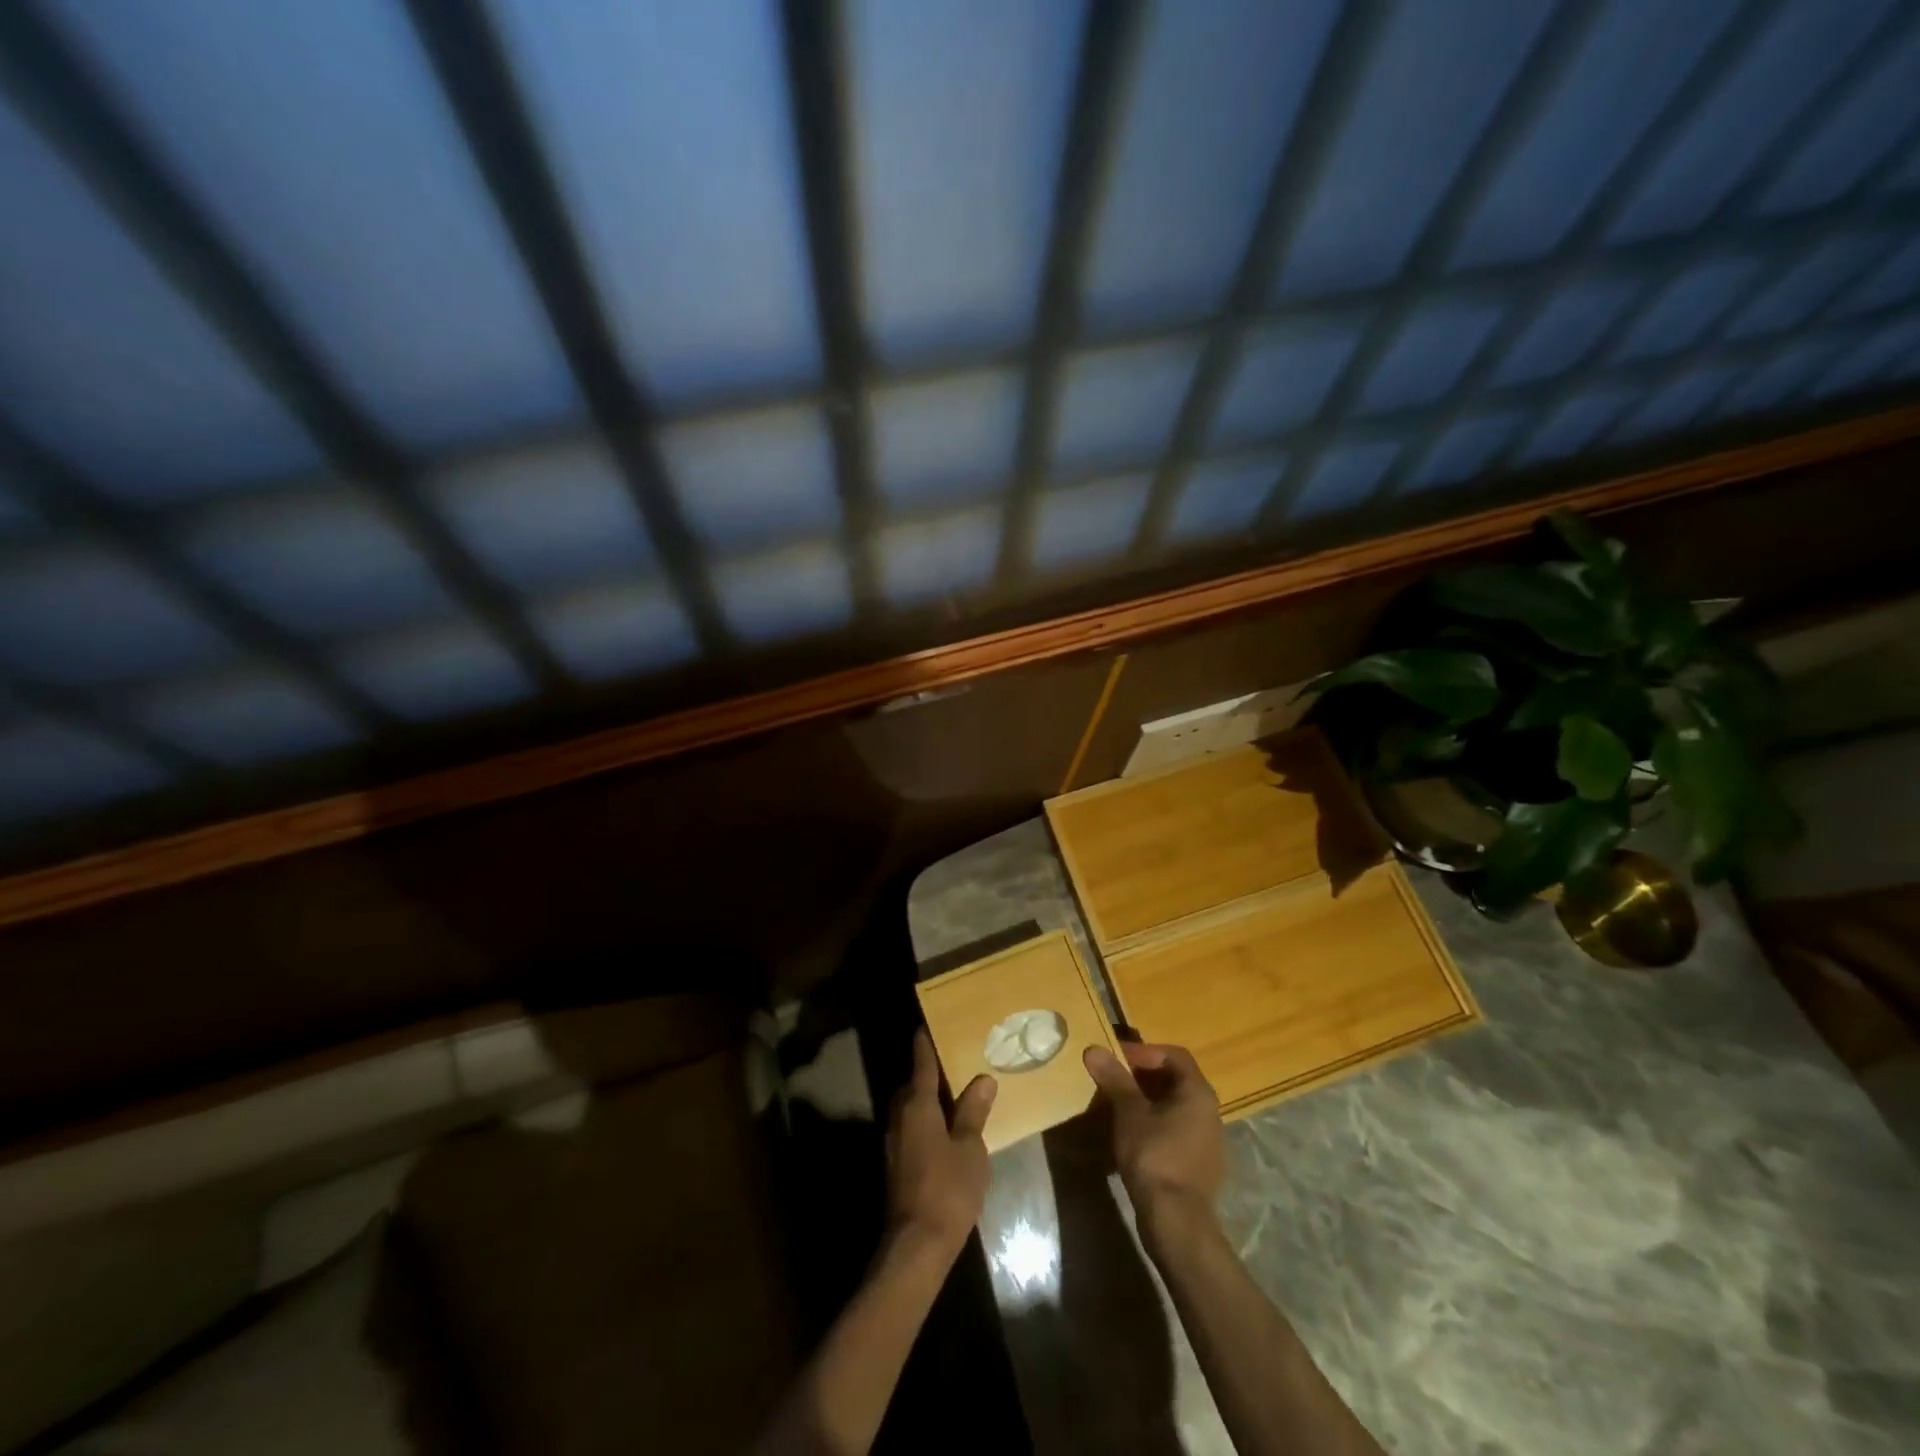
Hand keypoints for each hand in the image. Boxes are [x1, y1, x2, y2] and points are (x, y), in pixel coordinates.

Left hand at [886, 1029, 995, 1256]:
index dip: (926, 1043)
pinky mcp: (895, 1163)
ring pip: (909, 1108)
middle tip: (953, 1062)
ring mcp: (893, 1141)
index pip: (921, 1063)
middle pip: (912, 1085)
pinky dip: (925, 1121)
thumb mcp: (970, 1148)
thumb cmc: (948, 1188)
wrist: (916, 1244)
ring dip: (926, 1099)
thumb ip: (974, 1112)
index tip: (928, 1024)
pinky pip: (910, 1128)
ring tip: (954, 1095)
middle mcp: (899, 1116)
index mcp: (917, 1105)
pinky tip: (945, 1131)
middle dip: (928, 1073)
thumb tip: (983, 1079)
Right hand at [1084, 1042, 1224, 1232]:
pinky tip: (1131, 1136)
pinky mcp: (1199, 1164)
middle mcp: (1209, 1111)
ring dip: (1146, 1100)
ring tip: (1117, 1106)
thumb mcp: (1129, 1112)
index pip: (1174, 1055)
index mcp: (1198, 1092)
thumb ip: (1114, 1078)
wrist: (1176, 1221)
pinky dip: (1154, 1124)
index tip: (1117, 1058)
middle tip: (1113, 1079)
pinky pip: (1175, 1130)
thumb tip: (1094, 1049)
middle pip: (1175, 1079)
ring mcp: (1207, 1140)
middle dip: (1142, 1075)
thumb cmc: (1154, 1156)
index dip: (1144, 1051)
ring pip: (1174, 1106)